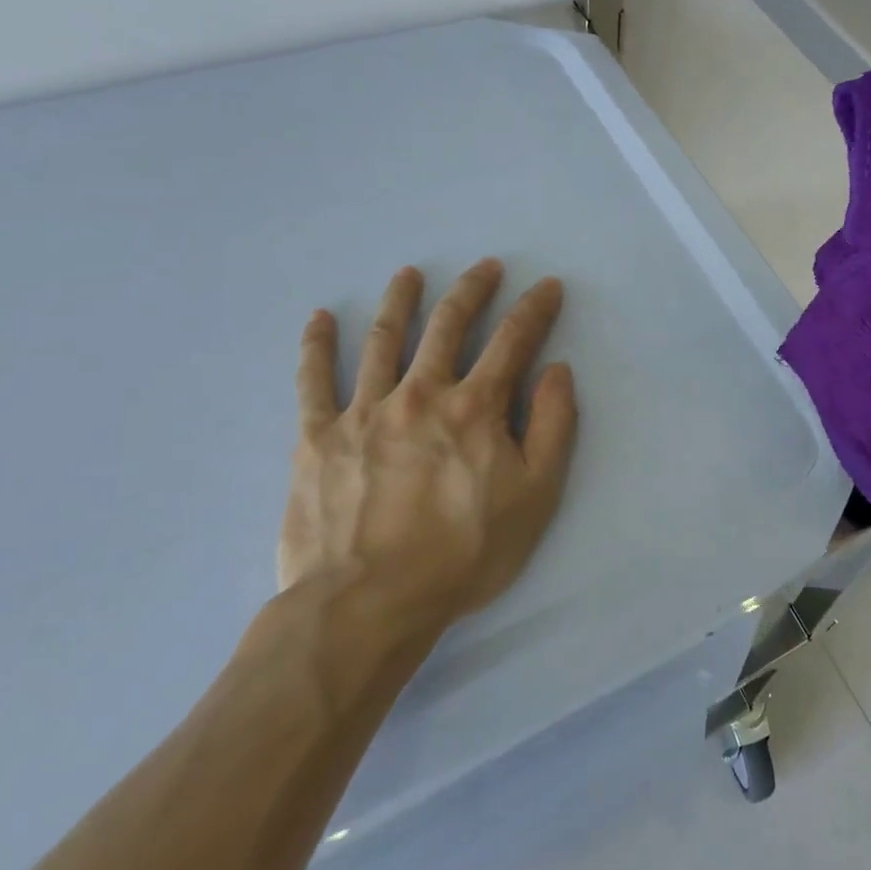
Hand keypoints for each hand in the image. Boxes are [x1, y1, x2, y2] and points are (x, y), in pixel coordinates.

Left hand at [277, 259, 577, 628]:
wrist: (368, 603)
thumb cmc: (464, 553)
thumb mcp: (536, 496)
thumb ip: (553, 426)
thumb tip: (556, 369)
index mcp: (475, 408)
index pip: (513, 341)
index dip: (534, 309)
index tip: (547, 286)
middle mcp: (420, 394)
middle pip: (448, 326)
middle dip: (472, 291)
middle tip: (485, 266)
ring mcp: (364, 411)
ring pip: (384, 340)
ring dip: (401, 301)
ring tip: (409, 274)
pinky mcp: (318, 437)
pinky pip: (313, 381)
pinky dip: (317, 345)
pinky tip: (321, 318)